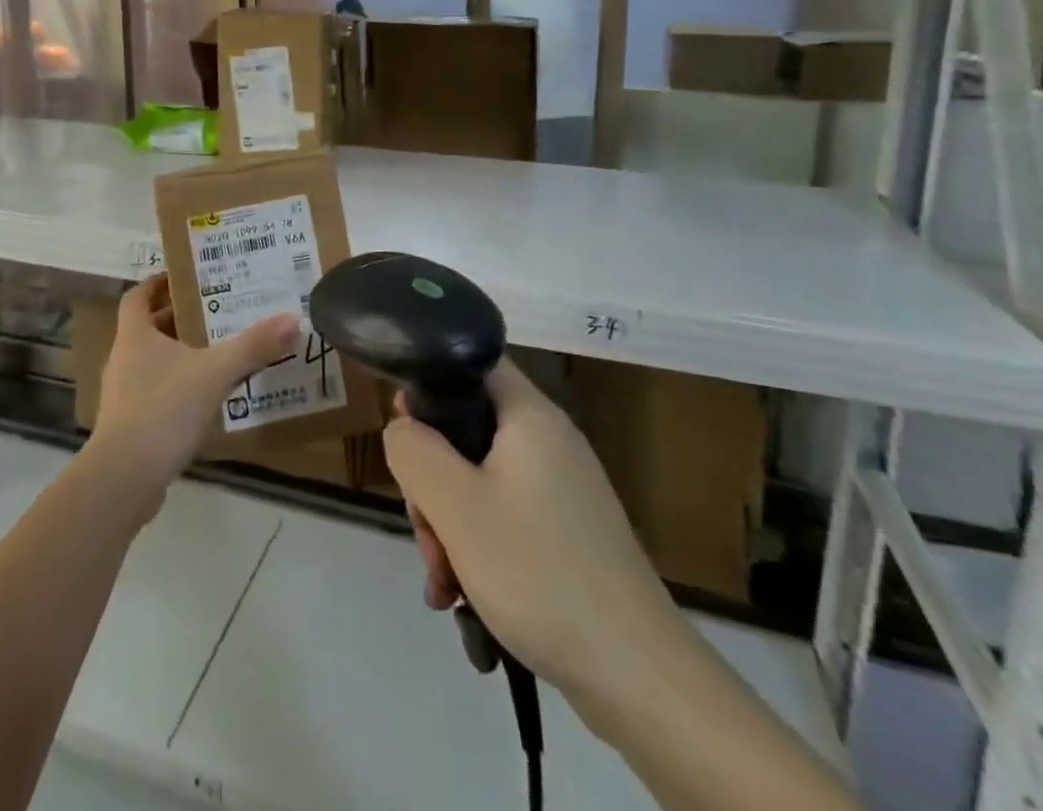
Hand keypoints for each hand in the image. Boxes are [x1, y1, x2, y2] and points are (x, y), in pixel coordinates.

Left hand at [88, 275, 298, 517]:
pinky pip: (157, 393)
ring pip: (154, 362)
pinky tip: (208, 398)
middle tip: (217, 311)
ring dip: (181, 355)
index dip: (157, 283)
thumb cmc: (163, 409)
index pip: (137, 296)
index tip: (184, 276)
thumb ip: (252, 346)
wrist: (124, 479)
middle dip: (179, 318)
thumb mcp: (214, 372)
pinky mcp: (131, 425)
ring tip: (219, 351)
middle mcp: (124, 359)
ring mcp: (124, 394)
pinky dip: (179, 388)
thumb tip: (292, 320)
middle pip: (148, 328)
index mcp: (134, 335)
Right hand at [383, 358, 687, 727]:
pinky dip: (477, 549)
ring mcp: (561, 490)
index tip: (405, 434)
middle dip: (432, 482)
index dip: (430, 385)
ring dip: (449, 526)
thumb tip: (403, 428)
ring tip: (443, 584)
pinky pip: (504, 519)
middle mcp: (549, 442)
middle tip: (426, 533)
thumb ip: (414, 451)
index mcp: (530, 416)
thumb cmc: (539, 572)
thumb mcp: (456, 506)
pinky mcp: (566, 534)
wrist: (638, 678)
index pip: (472, 363)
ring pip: (479, 482)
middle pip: (468, 431)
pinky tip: (463, 599)